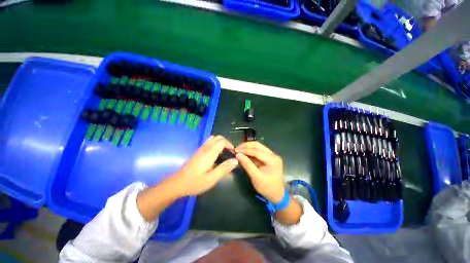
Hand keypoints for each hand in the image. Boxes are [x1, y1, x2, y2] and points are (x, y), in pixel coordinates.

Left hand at [170, 135, 238, 195]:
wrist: (177, 183)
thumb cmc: (195, 182)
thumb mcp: (211, 179)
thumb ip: (224, 169)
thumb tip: (235, 160)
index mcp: (209, 153)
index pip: (221, 141)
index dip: (229, 145)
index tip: (233, 153)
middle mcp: (205, 148)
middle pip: (218, 138)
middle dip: (226, 142)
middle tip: (230, 152)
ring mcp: (200, 149)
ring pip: (213, 139)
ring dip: (221, 143)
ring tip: (225, 153)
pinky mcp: (198, 152)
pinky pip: (209, 143)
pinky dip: (216, 145)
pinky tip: (216, 155)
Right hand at [235, 142, 284, 202]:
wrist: (277, 195)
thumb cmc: (267, 187)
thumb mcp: (256, 177)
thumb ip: (247, 165)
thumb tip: (238, 155)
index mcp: (273, 159)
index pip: (257, 151)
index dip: (245, 150)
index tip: (235, 150)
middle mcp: (273, 155)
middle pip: (258, 146)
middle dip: (246, 146)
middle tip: (236, 149)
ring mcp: (271, 156)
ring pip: (258, 147)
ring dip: (248, 148)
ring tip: (239, 150)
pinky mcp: (268, 158)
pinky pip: (258, 152)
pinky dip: (250, 152)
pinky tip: (244, 154)